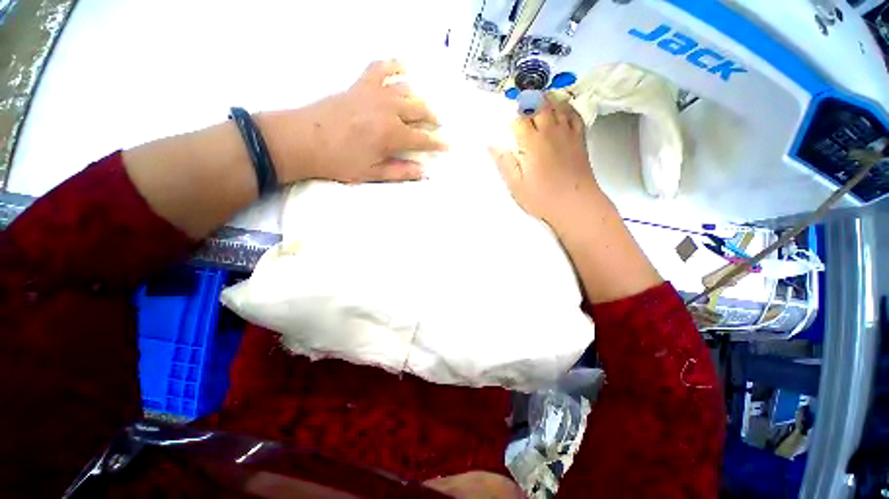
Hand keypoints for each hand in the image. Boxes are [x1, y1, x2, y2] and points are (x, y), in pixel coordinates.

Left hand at [258, 60, 446, 183]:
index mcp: (393, 135)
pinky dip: (394, 65)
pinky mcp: (361, 84)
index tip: (448, 145)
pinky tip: (404, 68)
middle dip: (432, 118)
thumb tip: (424, 172)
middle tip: (437, 125)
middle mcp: (389, 110)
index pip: (423, 138)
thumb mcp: (372, 173)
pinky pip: (381, 67)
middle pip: (420, 110)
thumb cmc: (340, 161)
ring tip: (424, 106)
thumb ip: (401, 171)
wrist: (303, 140)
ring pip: (407, 90)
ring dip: (420, 98)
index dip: (438, 143)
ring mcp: (375, 93)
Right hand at [489, 95, 598, 230]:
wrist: (576, 204)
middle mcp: (550, 131)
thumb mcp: (516, 185)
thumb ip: (505, 163)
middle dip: (528, 101)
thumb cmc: (542, 197)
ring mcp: (567, 133)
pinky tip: (561, 108)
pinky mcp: (580, 138)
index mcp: (532, 143)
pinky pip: (574, 114)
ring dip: (546, 99)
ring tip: (538, 99)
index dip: (512, 119)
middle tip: (521, 103)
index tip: (508, 124)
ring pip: (557, 105)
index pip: (519, 120)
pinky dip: (566, 107)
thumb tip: (492, 145)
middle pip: (539, 105)